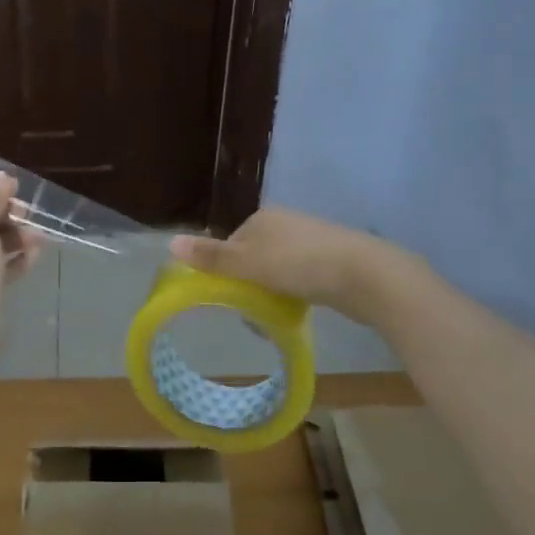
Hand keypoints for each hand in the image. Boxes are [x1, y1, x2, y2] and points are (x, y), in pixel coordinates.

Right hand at [169, 207, 416, 322]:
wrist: (364, 274)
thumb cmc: (300, 265)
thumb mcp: (249, 263)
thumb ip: (212, 256)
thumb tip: (170, 242)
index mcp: (263, 218)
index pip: (231, 244)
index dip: (225, 271)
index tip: (228, 297)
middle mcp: (285, 223)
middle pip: (252, 258)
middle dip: (248, 284)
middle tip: (250, 311)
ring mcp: (310, 240)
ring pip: (276, 269)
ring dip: (270, 292)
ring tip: (273, 316)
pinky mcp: (330, 260)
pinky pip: (298, 277)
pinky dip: (293, 293)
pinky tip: (297, 309)